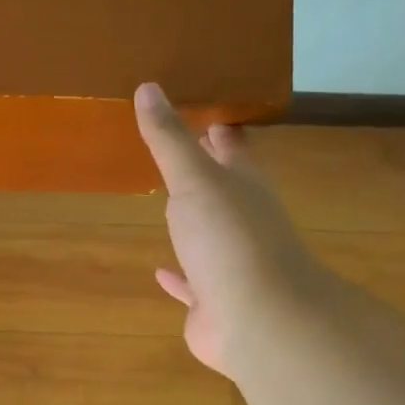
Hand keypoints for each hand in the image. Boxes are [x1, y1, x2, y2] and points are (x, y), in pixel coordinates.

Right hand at [136, 83, 325, 378]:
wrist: (256, 317)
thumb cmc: (229, 239)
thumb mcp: (194, 180)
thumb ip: (169, 139)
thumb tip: (148, 88)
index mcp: (244, 185)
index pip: (234, 145)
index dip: (219, 126)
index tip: (202, 107)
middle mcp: (242, 220)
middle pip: (223, 188)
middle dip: (203, 171)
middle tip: (175, 151)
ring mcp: (229, 263)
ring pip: (208, 235)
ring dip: (191, 222)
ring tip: (166, 206)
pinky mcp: (212, 301)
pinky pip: (192, 284)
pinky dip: (177, 277)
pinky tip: (159, 272)